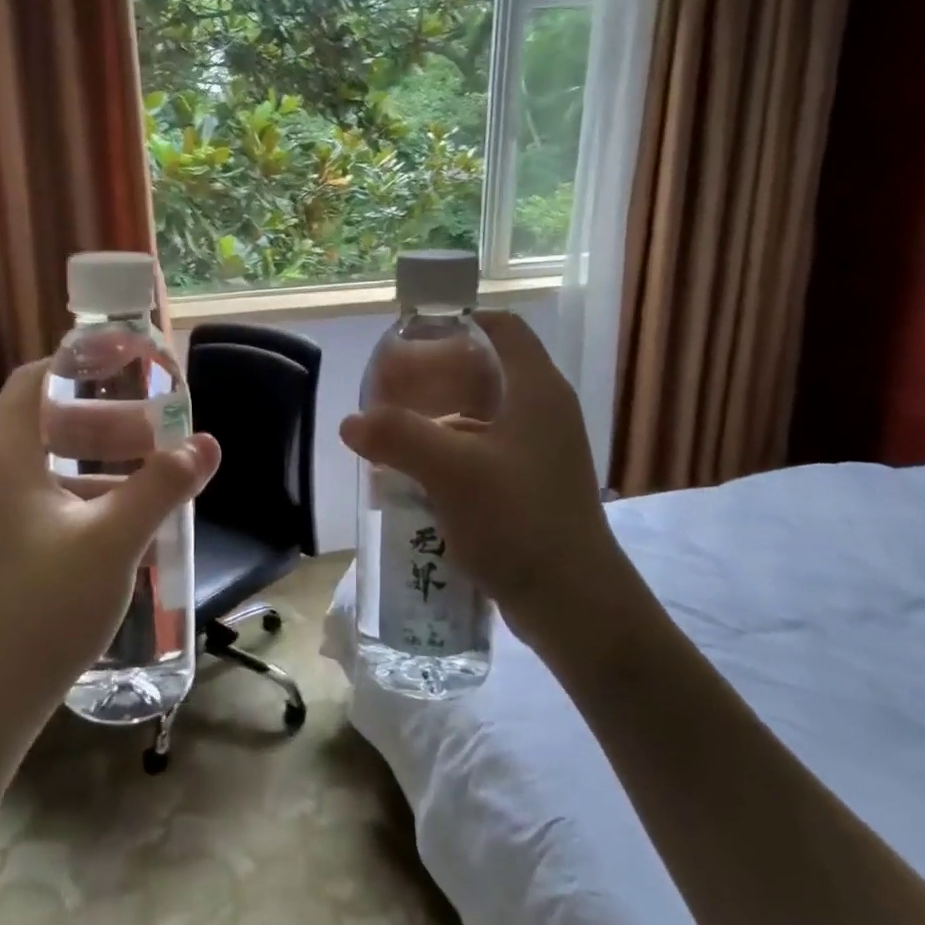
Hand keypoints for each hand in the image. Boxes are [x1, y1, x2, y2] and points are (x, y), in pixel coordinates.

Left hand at [0, 361, 220, 722]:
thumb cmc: (45, 606)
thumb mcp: (113, 541)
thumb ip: (161, 487)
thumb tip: (207, 444)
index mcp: (10, 457)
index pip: (36, 380)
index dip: (80, 361)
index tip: (130, 362)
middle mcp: (1, 474)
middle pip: (53, 417)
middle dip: (109, 415)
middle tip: (159, 426)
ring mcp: (6, 511)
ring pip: (59, 460)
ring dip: (107, 456)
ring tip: (159, 467)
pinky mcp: (18, 542)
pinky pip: (60, 495)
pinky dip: (98, 490)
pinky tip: (136, 513)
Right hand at [339, 312, 634, 660]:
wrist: (573, 603)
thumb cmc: (519, 520)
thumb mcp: (451, 471)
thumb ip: (398, 437)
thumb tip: (351, 422)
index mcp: (537, 391)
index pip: (503, 328)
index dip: (460, 321)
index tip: (414, 336)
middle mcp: (544, 413)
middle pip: (487, 371)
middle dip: (437, 376)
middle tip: (391, 390)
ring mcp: (541, 453)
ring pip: (483, 416)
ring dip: (439, 419)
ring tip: (395, 431)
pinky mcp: (532, 487)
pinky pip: (485, 453)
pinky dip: (451, 453)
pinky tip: (418, 474)